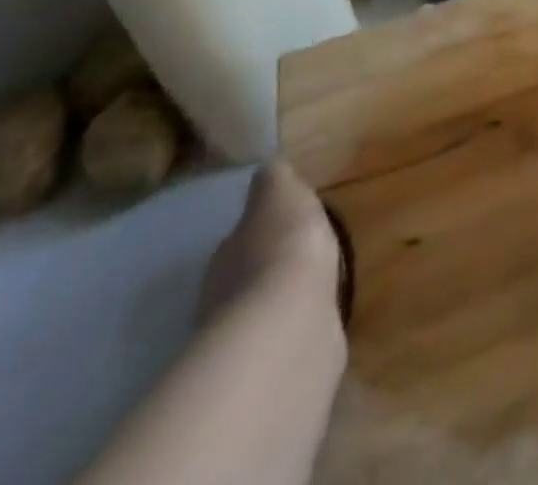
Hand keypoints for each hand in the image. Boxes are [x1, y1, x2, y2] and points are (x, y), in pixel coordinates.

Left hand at [201, 161, 347, 331]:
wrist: (289, 325)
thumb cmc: (283, 248)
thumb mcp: (281, 194)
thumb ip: (274, 181)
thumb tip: (267, 166)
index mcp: (226, 252)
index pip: (240, 237)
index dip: (261, 230)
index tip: (283, 225)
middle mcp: (223, 298)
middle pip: (245, 277)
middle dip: (268, 269)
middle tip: (298, 259)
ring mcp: (243, 341)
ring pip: (261, 313)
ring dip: (279, 304)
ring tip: (311, 291)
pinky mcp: (270, 370)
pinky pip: (282, 341)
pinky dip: (294, 332)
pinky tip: (314, 324)